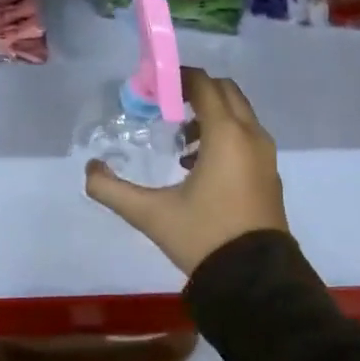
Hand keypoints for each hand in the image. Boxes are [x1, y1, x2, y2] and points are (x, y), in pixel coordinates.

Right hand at [84, 69, 286, 275]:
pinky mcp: (269, 174)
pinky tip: (197, 166)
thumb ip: (113, 190)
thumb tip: (90, 169)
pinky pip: (246, 136)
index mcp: (226, 134)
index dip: (178, 78)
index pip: (204, 84)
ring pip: (238, 114)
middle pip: (225, 91)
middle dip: (195, 92)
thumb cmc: (205, 237)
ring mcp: (265, 155)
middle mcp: (251, 135)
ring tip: (179, 142)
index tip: (154, 86)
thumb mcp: (151, 214)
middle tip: (165, 106)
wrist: (255, 282)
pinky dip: (224, 134)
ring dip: (210, 115)